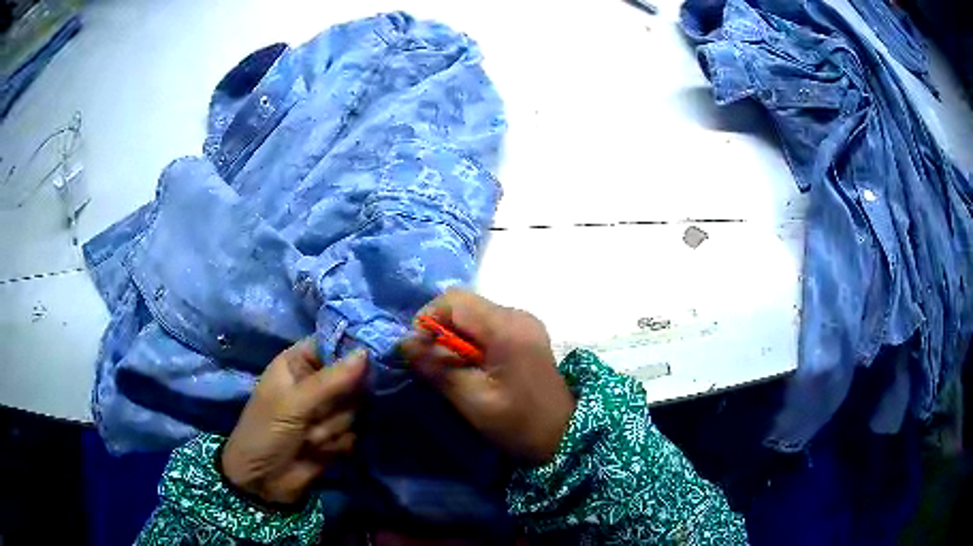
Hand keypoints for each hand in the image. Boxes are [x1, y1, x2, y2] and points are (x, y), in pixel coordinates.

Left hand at [221, 339, 365, 504]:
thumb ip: (331, 381)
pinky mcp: (337, 436)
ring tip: (309, 438)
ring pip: (354, 409)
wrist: (262, 482)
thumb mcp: (293, 404)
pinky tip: (319, 451)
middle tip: (317, 414)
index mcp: (297, 363)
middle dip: (338, 403)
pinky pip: (355, 432)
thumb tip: (366, 353)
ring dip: (333, 427)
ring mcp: (327, 411)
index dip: (352, 351)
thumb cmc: (266, 433)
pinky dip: (338, 444)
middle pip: (351, 379)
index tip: (372, 360)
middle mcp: (315, 383)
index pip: (333, 344)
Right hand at [400, 289, 575, 464]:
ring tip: (450, 368)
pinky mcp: (525, 333)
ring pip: (473, 314)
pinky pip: (486, 325)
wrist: (563, 435)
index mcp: (506, 328)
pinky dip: (470, 340)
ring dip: (454, 336)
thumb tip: (405, 343)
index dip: (427, 320)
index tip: (419, 352)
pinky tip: (471, 366)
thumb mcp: (472, 400)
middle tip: (432, 363)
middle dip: (439, 328)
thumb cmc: (518, 423)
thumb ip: (437, 368)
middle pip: (463, 304)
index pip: (453, 301)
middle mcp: (517, 314)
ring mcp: (524, 322)